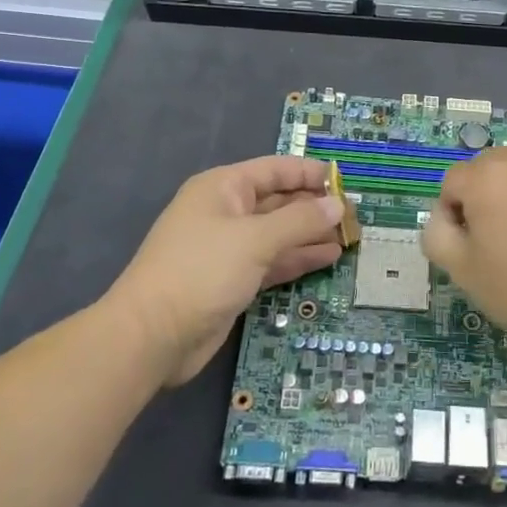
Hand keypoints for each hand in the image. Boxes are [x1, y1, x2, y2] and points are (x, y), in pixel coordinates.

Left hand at [111, 156, 343, 385]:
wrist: (152, 336)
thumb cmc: (202, 270)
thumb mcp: (255, 239)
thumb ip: (300, 220)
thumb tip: (337, 205)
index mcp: (224, 188)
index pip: (275, 170)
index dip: (310, 174)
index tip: (345, 183)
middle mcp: (226, 212)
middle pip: (278, 201)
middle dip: (314, 207)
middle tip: (354, 215)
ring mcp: (229, 248)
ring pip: (279, 233)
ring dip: (311, 234)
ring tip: (349, 237)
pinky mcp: (232, 280)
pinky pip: (273, 261)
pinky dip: (298, 258)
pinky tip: (328, 258)